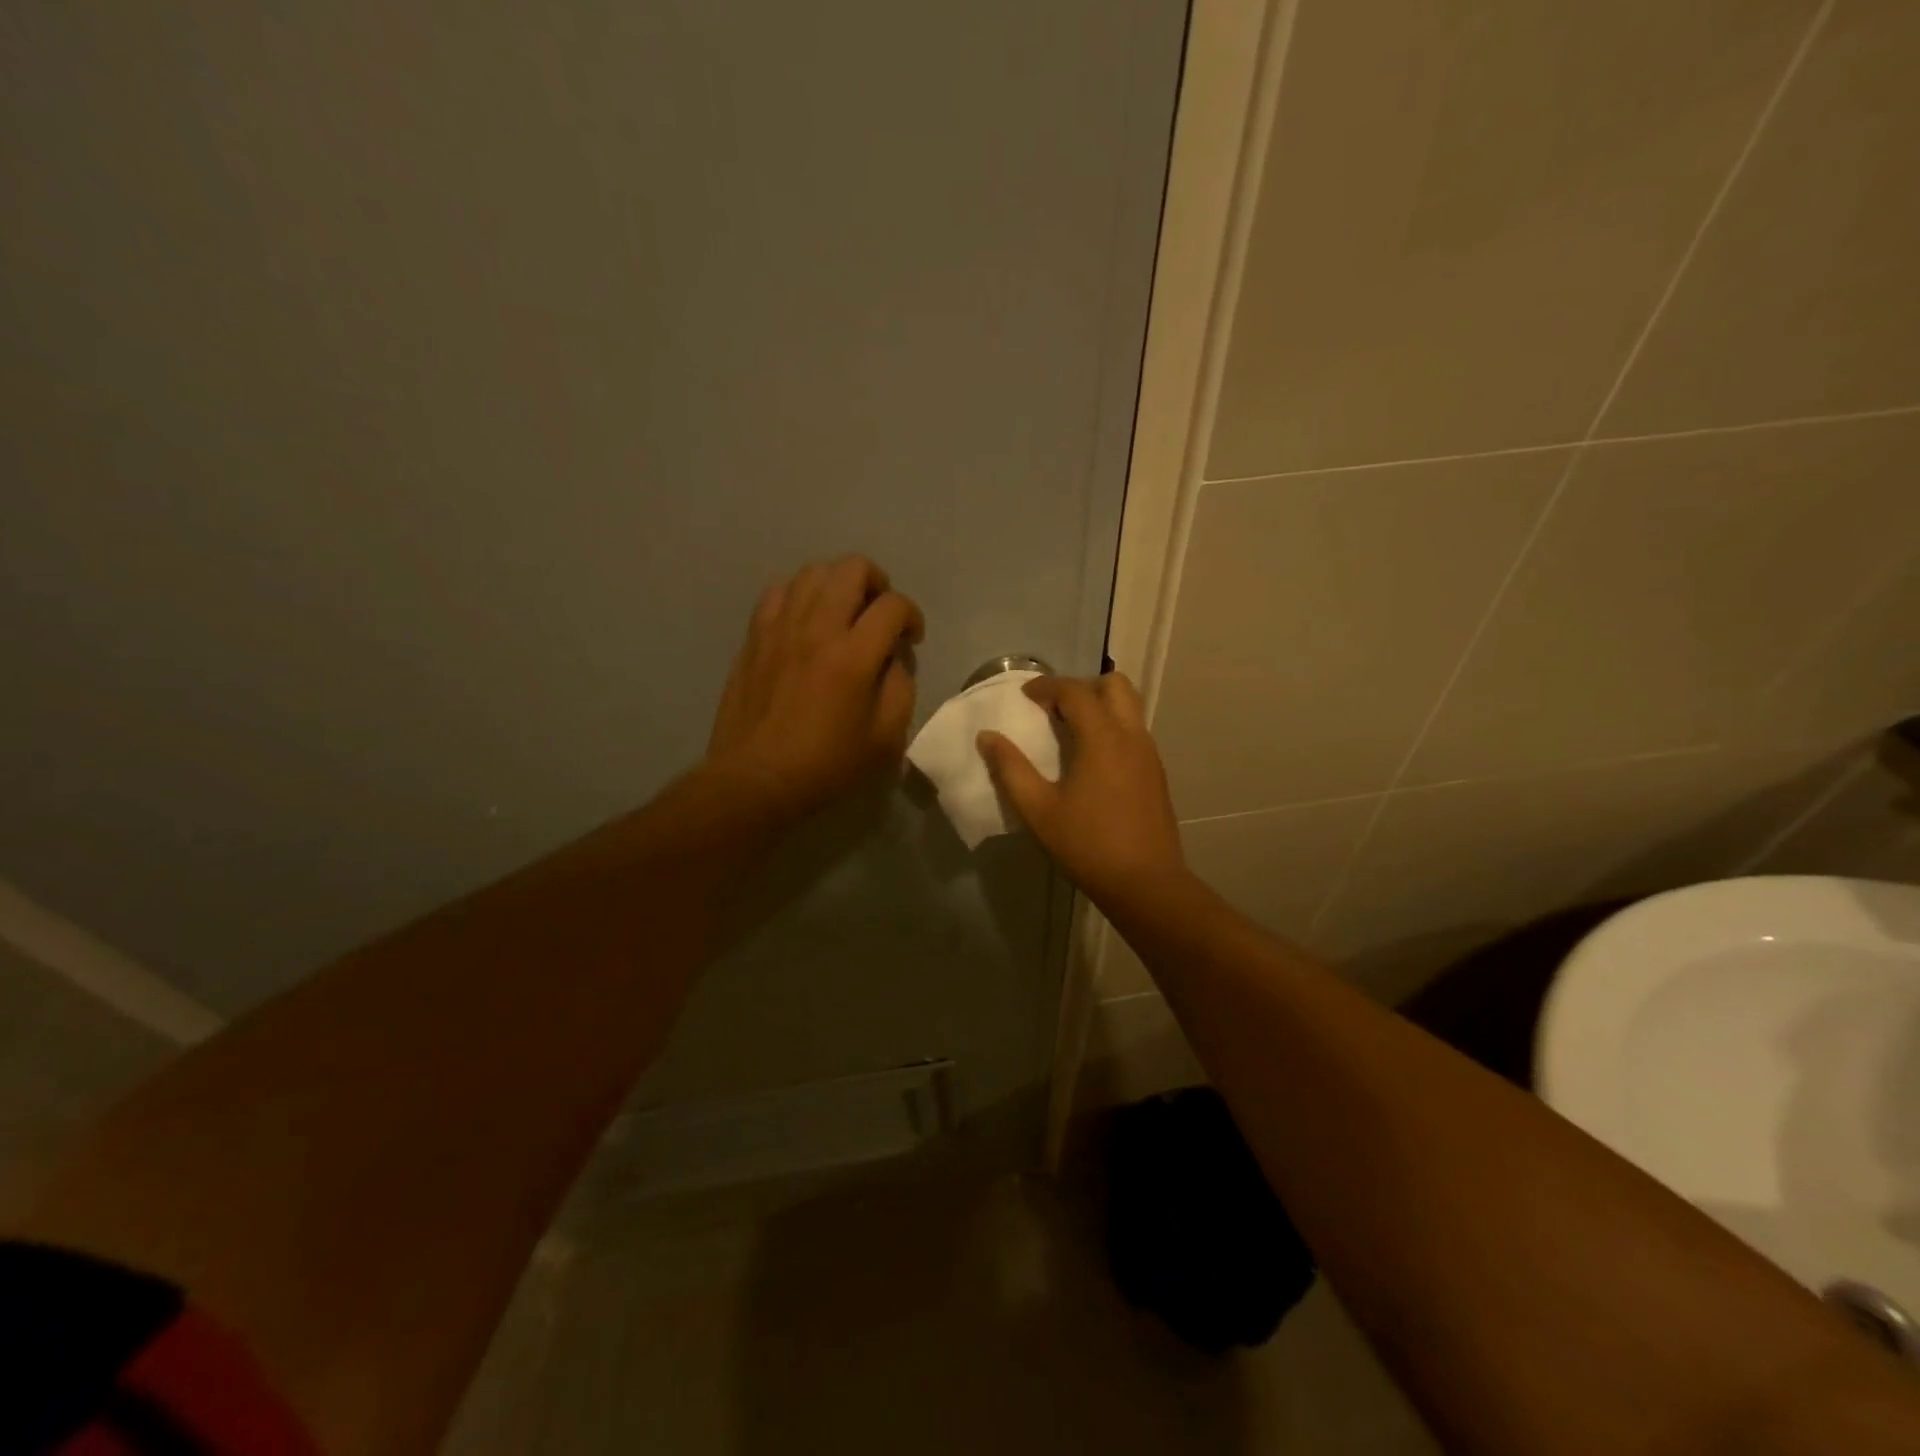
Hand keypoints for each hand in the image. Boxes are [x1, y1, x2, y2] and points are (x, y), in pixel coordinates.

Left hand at [704, 556, 923, 822]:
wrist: (756, 778)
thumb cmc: (825, 765)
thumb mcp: (885, 739)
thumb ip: (899, 689)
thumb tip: (891, 660)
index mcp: (853, 656)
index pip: (893, 606)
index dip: (912, 616)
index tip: (911, 639)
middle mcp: (817, 628)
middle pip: (852, 568)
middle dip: (878, 583)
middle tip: (880, 613)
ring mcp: (780, 627)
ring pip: (814, 571)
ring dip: (838, 584)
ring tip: (844, 612)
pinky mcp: (755, 636)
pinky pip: (779, 591)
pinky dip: (800, 595)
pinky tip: (806, 620)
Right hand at [976, 672, 1188, 907]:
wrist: (1146, 883)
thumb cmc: (1087, 845)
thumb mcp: (1038, 809)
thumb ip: (1010, 769)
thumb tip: (987, 737)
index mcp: (1103, 737)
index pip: (1075, 691)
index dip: (1047, 686)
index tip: (1025, 696)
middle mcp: (1131, 735)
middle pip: (1114, 686)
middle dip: (1082, 686)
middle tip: (1054, 708)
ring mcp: (1149, 754)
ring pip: (1129, 707)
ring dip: (1099, 706)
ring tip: (1070, 731)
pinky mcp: (1156, 773)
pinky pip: (1134, 731)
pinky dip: (1112, 727)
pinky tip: (1092, 760)